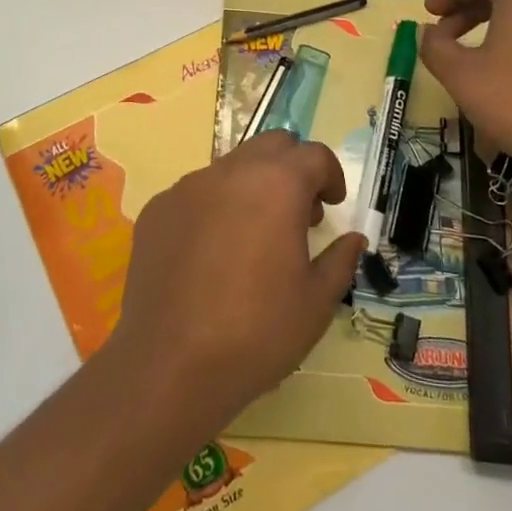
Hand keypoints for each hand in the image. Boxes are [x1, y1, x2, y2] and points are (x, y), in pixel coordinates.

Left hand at [110, 131, 365, 432]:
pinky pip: (195, 194)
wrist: (169, 365)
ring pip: (231, 167)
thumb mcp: (316, 303)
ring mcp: (187, 187)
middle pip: (271, 145)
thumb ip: (340, 261)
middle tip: (298, 214)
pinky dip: (214, 209)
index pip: (314, 155)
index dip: (331, 176)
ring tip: (254, 237)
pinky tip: (210, 256)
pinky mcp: (158, 209)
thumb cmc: (257, 333)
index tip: (332, 205)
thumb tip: (353, 239)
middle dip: (292, 169)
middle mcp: (231, 172)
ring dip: (252, 187)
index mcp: (276, 185)